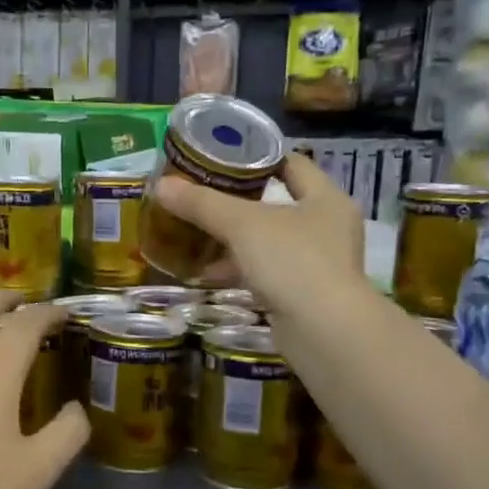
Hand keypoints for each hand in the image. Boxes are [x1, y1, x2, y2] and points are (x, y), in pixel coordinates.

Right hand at [153, 151, 363, 313]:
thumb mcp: (242, 225)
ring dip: (237, 241)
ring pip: (270, 243)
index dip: (258, 157)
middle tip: (204, 196)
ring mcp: (319, 264)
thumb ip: (202, 204)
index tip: (223, 158)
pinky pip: (267, 273)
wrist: (324, 331)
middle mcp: (328, 227)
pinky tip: (208, 274)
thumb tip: (160, 185)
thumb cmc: (292, 261)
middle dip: (240, 204)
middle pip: (278, 205)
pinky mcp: (305, 295)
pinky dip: (240, 271)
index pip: (292, 164)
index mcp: (326, 198)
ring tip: (198, 234)